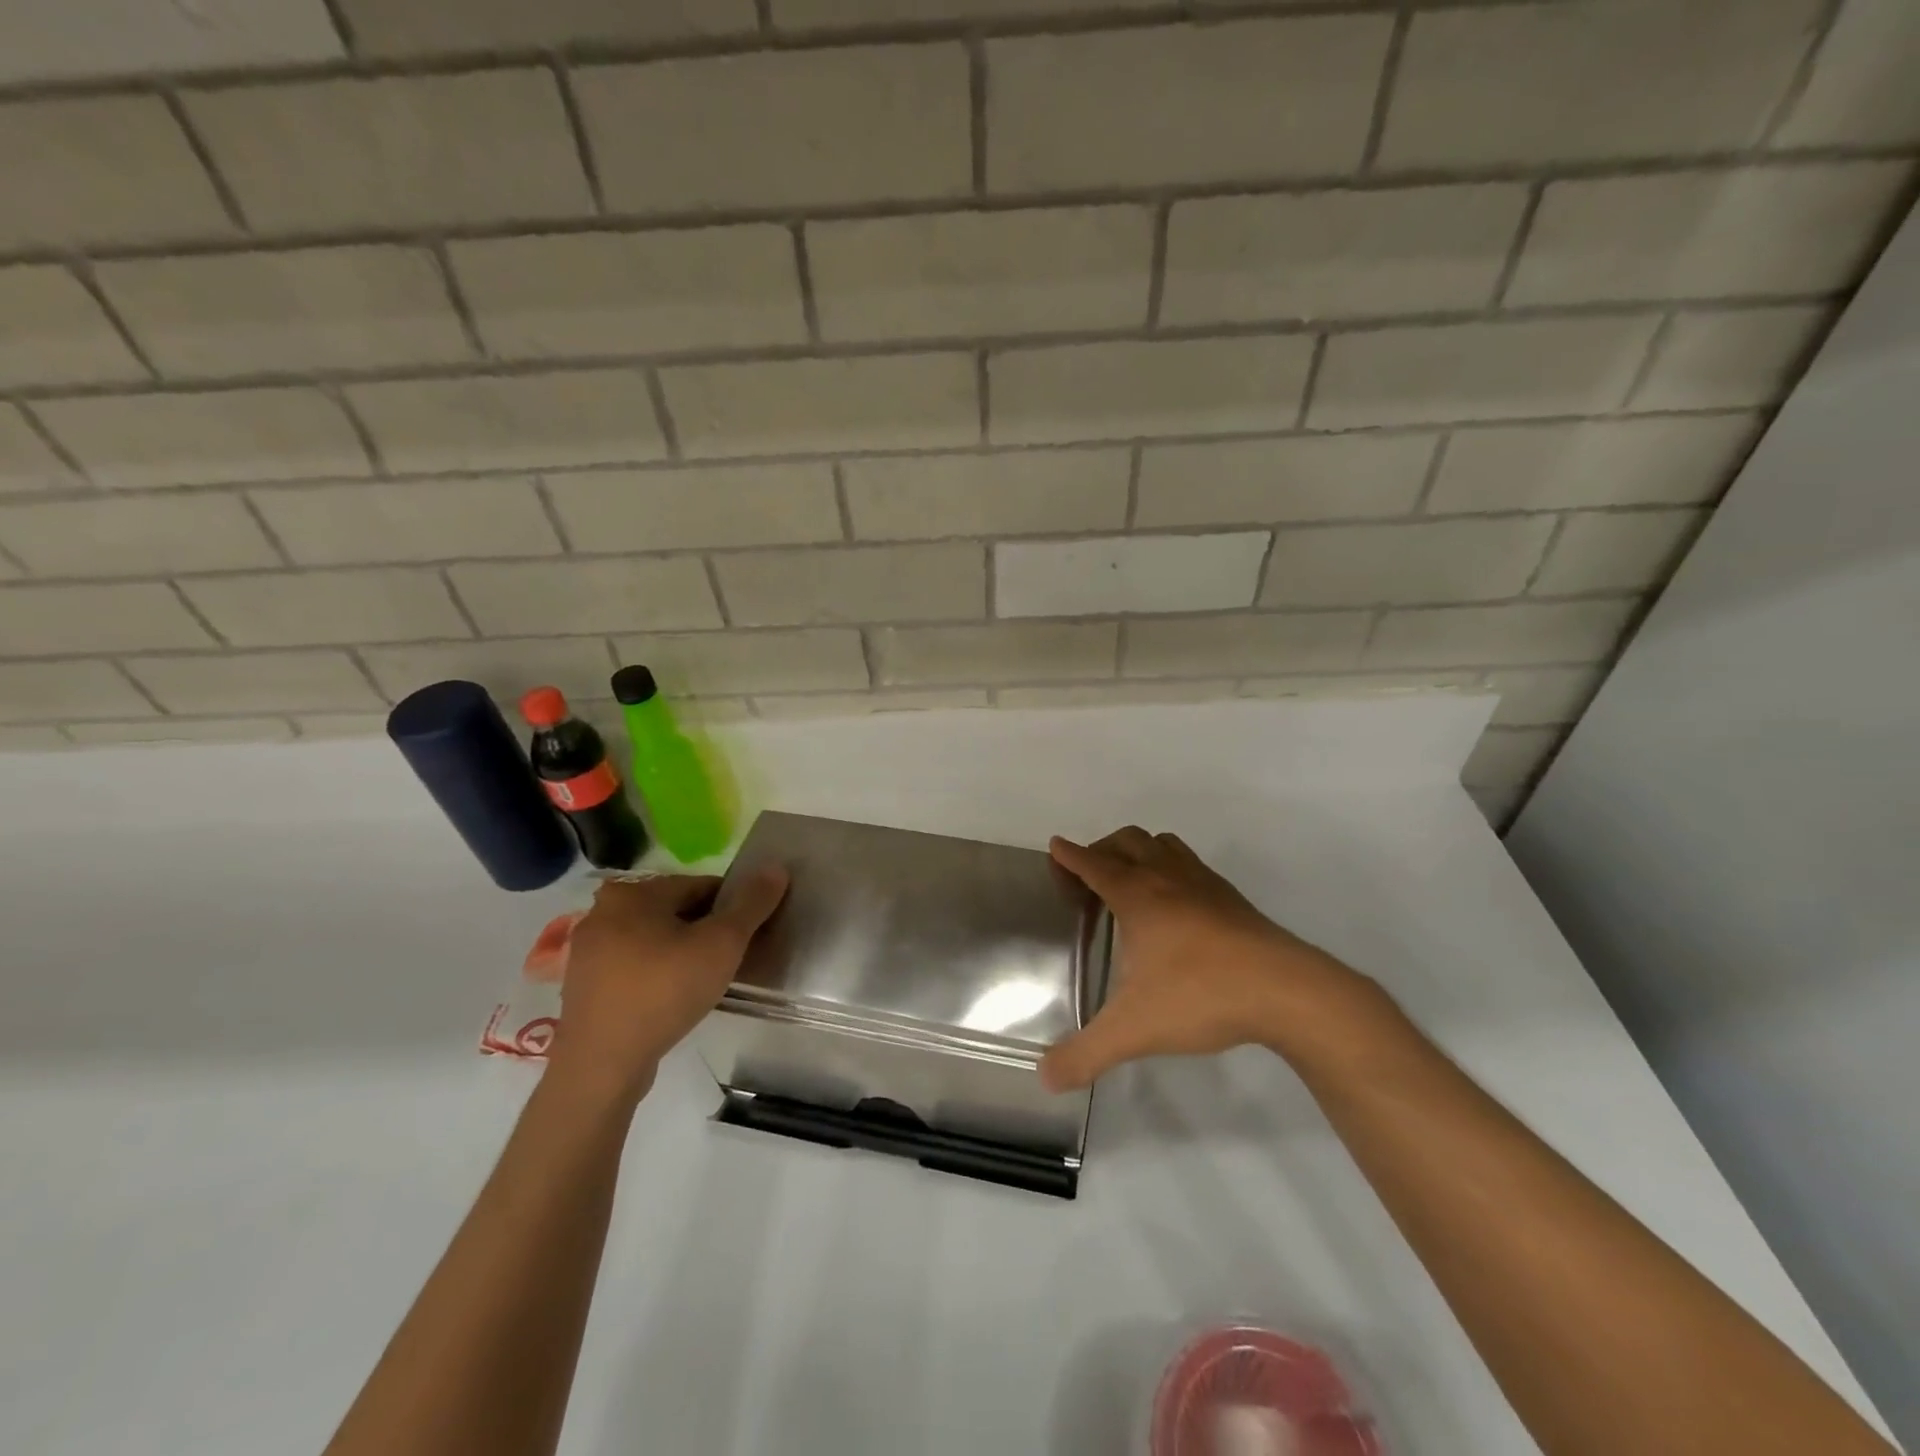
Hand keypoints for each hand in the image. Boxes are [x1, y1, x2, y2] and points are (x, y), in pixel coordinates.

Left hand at [546, 868, 788, 1102]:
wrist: (602, 1065)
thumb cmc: (665, 990)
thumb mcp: (722, 943)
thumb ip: (752, 904)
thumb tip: (776, 868)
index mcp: (634, 892)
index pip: (701, 886)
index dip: (733, 908)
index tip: (749, 935)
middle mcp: (604, 912)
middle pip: (676, 912)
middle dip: (706, 931)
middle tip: (730, 960)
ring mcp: (588, 951)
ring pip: (654, 940)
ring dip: (682, 953)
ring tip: (706, 982)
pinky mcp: (584, 985)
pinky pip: (634, 967)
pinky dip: (658, 975)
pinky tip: (674, 999)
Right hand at [1040, 828, 1379, 1090]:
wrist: (1286, 991)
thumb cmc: (1200, 995)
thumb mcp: (1133, 1031)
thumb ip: (1085, 1055)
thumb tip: (1045, 1078)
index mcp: (1137, 895)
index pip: (1094, 863)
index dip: (1070, 855)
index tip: (1055, 847)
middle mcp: (1167, 877)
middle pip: (1127, 841)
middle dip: (1101, 849)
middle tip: (1088, 880)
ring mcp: (1204, 884)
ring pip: (1163, 845)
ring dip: (1139, 852)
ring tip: (1130, 884)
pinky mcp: (1232, 898)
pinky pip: (1191, 865)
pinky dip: (1171, 869)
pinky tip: (1177, 907)